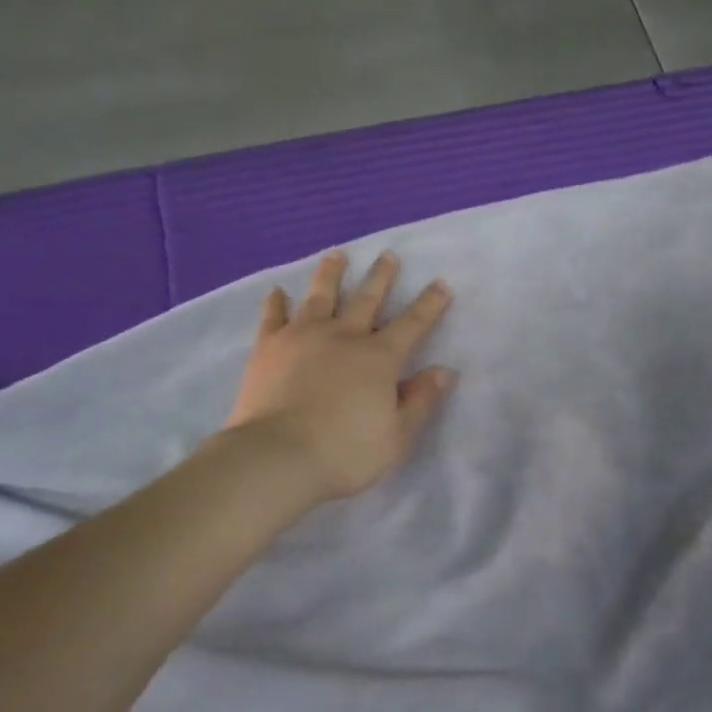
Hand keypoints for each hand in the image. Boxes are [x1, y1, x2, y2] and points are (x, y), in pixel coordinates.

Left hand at [224, 250, 455, 501]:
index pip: (412, 324)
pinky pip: (272, 317)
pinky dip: (275, 302)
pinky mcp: (268, 347)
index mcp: (379, 358)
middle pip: (367, 300)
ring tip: (338, 254)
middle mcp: (343, 337)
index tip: (441, 283)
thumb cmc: (345, 453)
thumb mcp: (396, 436)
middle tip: (389, 254)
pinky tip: (276, 291)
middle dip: (381, 277)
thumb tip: (443, 371)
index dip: (429, 304)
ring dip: (331, 274)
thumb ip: (420, 401)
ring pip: (320, 296)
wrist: (277, 457)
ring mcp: (302, 337)